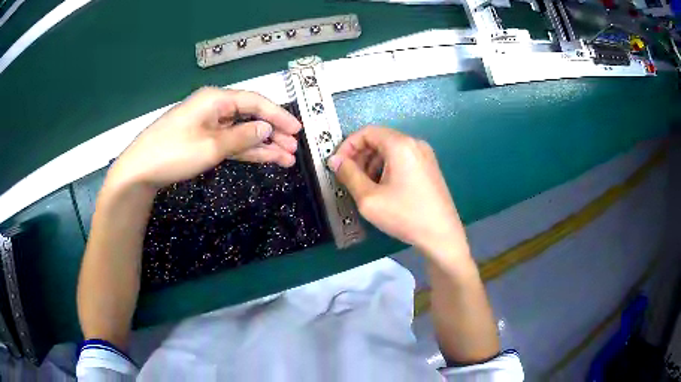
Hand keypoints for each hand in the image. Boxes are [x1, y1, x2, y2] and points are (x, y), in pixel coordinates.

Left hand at [107, 87, 301, 189]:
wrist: (140, 170)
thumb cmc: (173, 153)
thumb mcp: (211, 146)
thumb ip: (242, 137)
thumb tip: (267, 128)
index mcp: (216, 100)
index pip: (255, 102)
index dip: (278, 115)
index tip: (297, 129)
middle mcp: (215, 108)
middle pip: (251, 116)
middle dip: (274, 132)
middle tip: (294, 148)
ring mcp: (209, 125)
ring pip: (243, 132)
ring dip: (264, 145)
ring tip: (287, 158)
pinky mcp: (204, 140)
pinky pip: (231, 143)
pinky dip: (247, 150)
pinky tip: (266, 158)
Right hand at [327, 126, 466, 257]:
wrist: (442, 235)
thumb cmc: (405, 215)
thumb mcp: (369, 198)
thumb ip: (349, 175)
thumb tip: (334, 160)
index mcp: (401, 145)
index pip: (367, 132)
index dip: (347, 146)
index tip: (337, 165)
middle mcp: (415, 144)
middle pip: (379, 139)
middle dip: (359, 156)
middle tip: (349, 178)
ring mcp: (425, 155)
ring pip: (390, 150)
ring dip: (372, 163)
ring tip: (365, 187)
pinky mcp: (429, 167)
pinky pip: (402, 159)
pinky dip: (387, 168)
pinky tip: (383, 189)